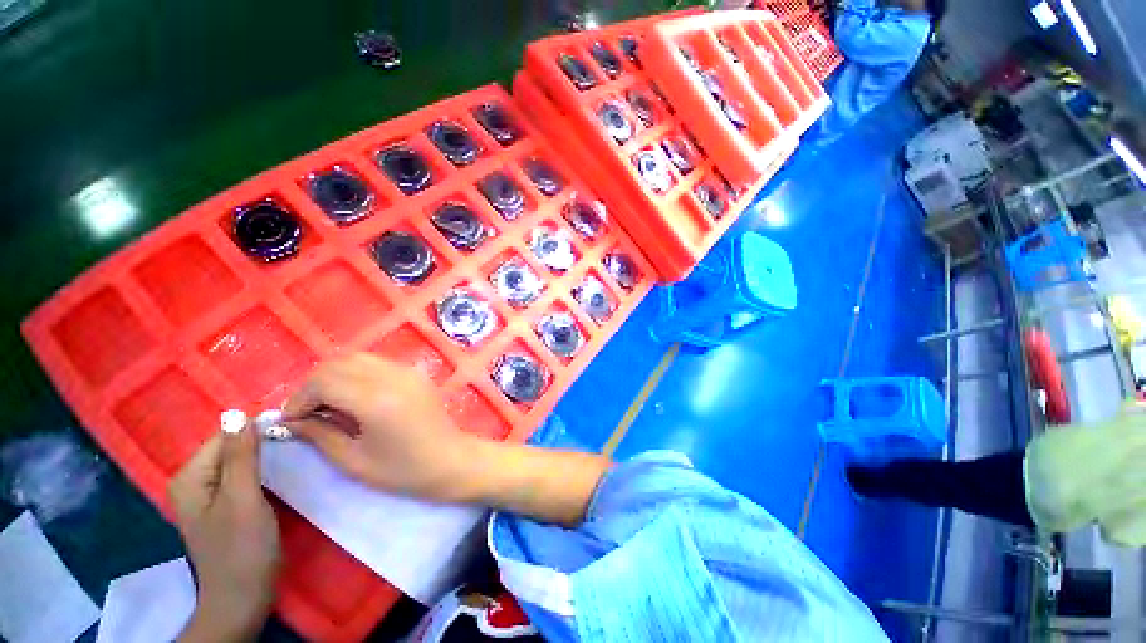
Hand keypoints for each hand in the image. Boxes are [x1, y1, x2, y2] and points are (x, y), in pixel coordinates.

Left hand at [170, 420, 279, 642]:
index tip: (292, 429)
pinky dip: (262, 471)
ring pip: (239, 461)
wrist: (243, 598)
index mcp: (190, 477)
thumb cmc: (242, 548)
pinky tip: (281, 473)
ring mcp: (208, 496)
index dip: (257, 429)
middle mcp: (194, 482)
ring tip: (294, 453)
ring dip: (265, 456)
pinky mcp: (224, 506)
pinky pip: (242, 476)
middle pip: (230, 447)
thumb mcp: (243, 498)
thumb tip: (239, 413)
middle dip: (261, 443)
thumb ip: (240, 456)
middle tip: (297, 443)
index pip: (224, 435)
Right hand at [282, 353, 474, 501]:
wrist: (450, 459)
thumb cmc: (403, 470)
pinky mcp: (415, 372)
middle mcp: (393, 376)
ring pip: (357, 358)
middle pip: (338, 363)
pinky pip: (376, 363)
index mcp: (377, 399)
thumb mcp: (353, 461)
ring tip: (327, 405)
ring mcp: (407, 371)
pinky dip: (356, 373)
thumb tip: (292, 420)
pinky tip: (354, 397)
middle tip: (306, 413)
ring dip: (334, 376)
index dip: (299, 399)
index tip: (291, 421)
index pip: (324, 381)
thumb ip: (320, 435)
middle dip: (314, 385)